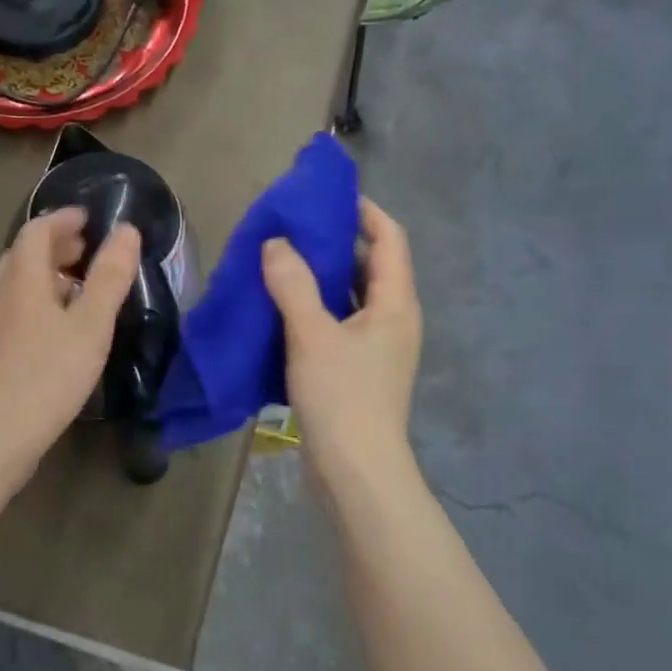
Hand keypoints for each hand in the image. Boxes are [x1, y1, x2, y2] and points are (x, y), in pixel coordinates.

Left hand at [0, 206, 141, 474]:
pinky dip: (39, 304)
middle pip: (24, 256)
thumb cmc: (47, 375)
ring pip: (18, 286)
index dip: (63, 219)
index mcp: (22, 279)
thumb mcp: (90, 325)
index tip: (90, 219)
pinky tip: (59, 331)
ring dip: (47, 277)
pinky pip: (16, 312)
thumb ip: (110, 277)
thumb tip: (126, 230)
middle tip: (88, 251)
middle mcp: (0, 295)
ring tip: (80, 290)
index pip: (37, 231)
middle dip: (56, 246)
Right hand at [261, 197, 421, 493]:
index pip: (389, 238)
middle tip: (290, 229)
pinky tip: (279, 310)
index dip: (363, 211)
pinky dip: (312, 310)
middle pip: (369, 266)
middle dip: (333, 244)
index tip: (325, 197)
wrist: (356, 473)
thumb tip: (276, 243)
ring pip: (349, 298)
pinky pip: (336, 325)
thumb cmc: (343, 397)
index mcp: (395, 303)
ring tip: (278, 263)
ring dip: (318, 279)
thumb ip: (292, 284)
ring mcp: (376, 348)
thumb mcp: (313, 334)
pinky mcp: (357, 372)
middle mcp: (392, 320)